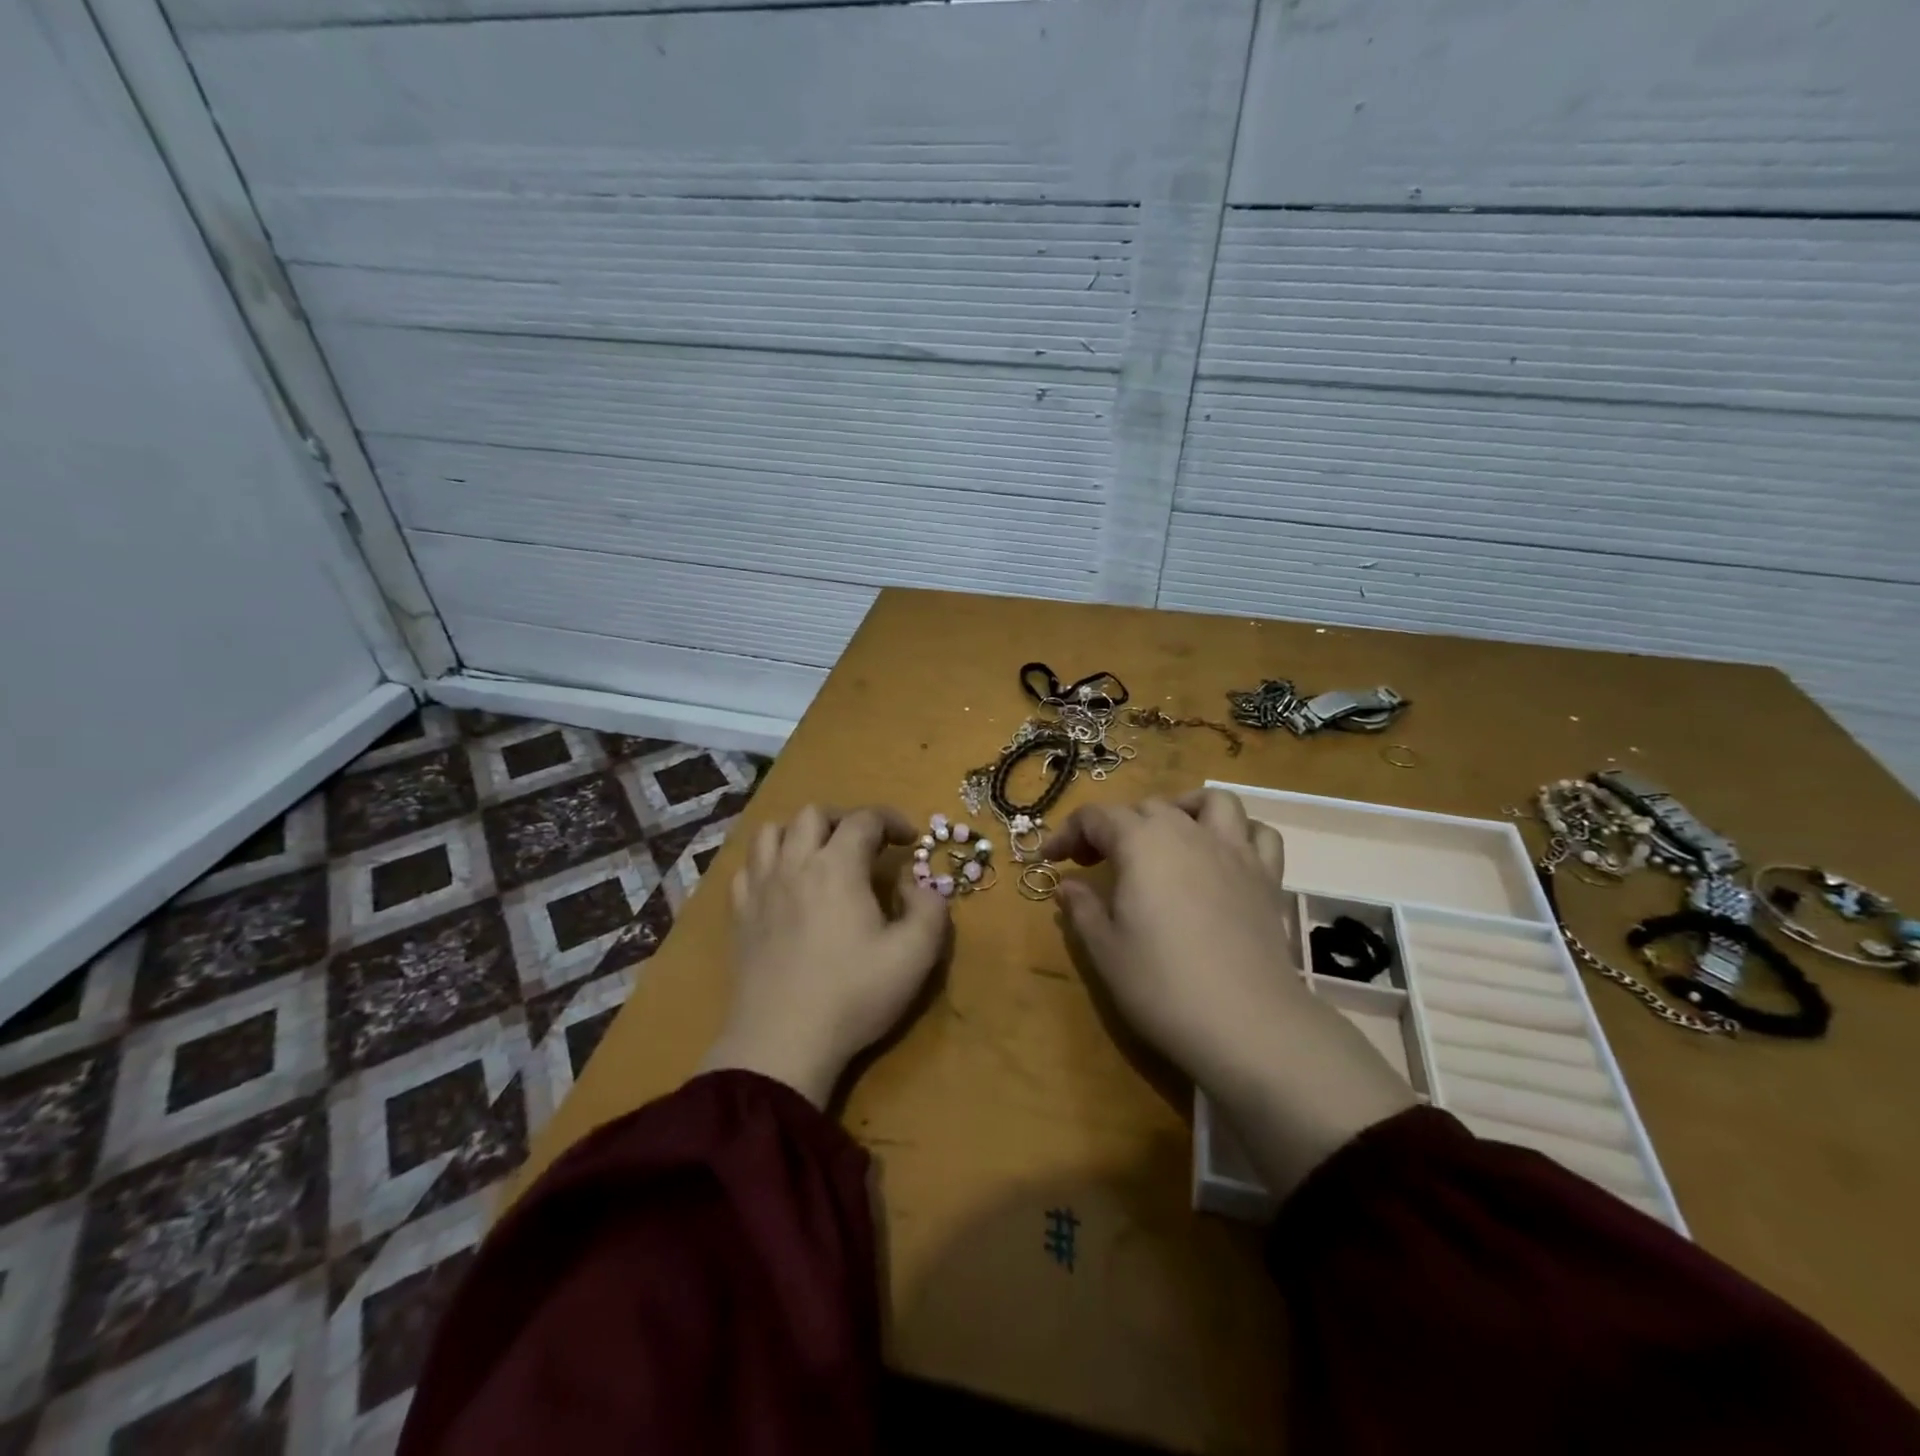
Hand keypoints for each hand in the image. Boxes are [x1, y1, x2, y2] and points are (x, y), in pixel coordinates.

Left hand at [700, 805, 949, 1106]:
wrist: (782, 1043)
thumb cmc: (854, 995)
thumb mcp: (916, 955)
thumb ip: (931, 908)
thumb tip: (915, 883)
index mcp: (837, 867)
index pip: (864, 819)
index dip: (892, 820)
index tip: (910, 839)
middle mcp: (794, 864)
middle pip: (813, 813)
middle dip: (845, 818)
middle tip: (866, 843)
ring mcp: (760, 888)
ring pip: (771, 832)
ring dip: (800, 832)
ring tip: (820, 854)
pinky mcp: (739, 915)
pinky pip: (747, 867)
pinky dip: (768, 861)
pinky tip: (782, 884)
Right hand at [1044, 790, 1414, 1196]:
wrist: (1246, 1023)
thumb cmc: (1162, 984)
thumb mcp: (1104, 950)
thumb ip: (1082, 908)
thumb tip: (1069, 885)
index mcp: (1140, 843)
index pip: (1095, 817)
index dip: (1067, 833)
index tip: (1051, 860)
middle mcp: (1186, 832)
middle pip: (1146, 807)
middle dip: (1114, 826)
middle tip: (1095, 862)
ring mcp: (1233, 851)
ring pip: (1209, 802)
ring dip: (1182, 809)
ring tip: (1166, 837)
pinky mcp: (1267, 877)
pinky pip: (1258, 834)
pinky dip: (1239, 833)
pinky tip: (1223, 856)